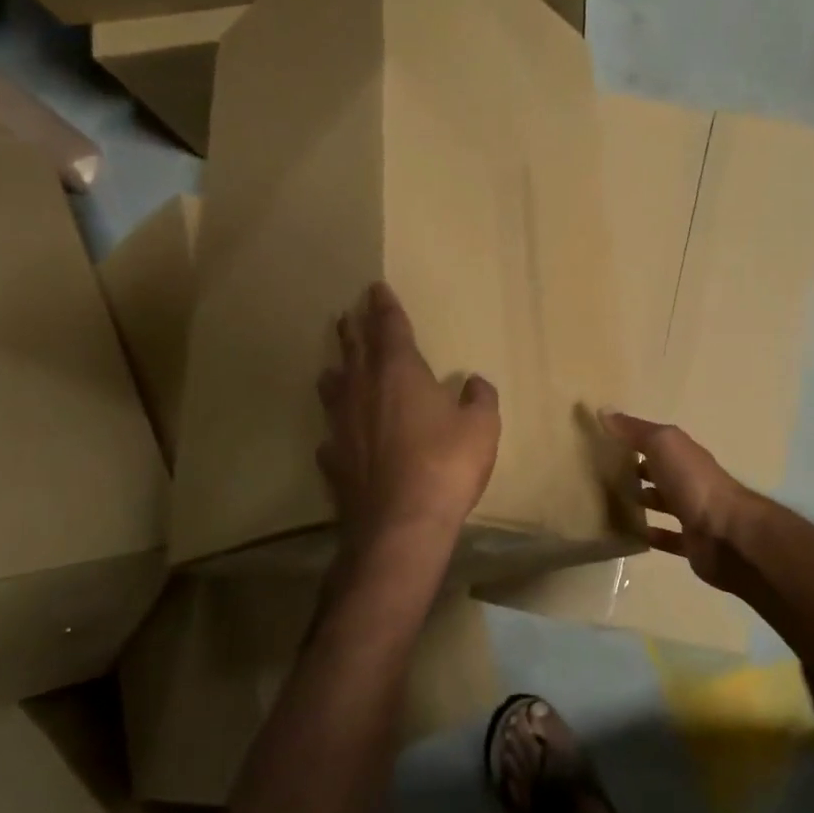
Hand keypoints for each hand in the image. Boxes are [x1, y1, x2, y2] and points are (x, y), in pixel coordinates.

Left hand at [318, 283, 500, 547]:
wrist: (401, 524)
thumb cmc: (446, 465)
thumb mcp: (481, 428)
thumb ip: (479, 399)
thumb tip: (475, 383)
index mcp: (399, 372)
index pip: (389, 327)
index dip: (385, 306)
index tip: (375, 288)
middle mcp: (363, 390)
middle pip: (354, 349)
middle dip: (354, 328)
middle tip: (348, 314)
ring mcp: (342, 425)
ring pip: (333, 387)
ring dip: (337, 371)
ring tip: (336, 367)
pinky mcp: (333, 459)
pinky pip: (332, 435)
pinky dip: (337, 429)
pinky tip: (338, 437)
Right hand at [601, 411, 759, 596]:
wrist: (726, 534)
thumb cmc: (693, 482)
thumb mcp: (663, 445)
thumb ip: (635, 430)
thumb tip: (603, 410)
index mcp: (685, 455)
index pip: (657, 442)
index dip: (634, 440)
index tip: (605, 442)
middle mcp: (691, 480)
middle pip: (661, 472)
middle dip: (637, 471)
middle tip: (603, 474)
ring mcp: (693, 513)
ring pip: (664, 503)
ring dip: (644, 501)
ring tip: (610, 503)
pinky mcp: (692, 543)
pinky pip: (668, 538)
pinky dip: (652, 536)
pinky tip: (631, 535)